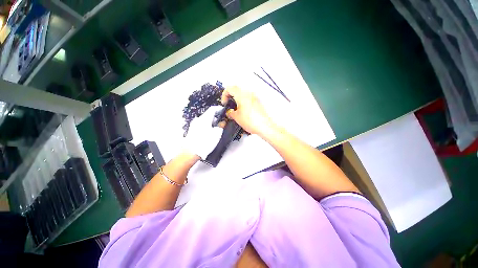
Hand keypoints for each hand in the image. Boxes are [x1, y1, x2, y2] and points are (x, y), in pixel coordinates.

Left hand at [183, 106, 223, 158]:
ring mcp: (194, 124)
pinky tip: (210, 131)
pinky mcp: (192, 129)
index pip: (212, 109)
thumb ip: (221, 126)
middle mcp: (198, 120)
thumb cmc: (204, 143)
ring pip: (205, 119)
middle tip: (222, 120)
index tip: (223, 110)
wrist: (191, 152)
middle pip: (208, 114)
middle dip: (216, 116)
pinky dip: (207, 125)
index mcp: (204, 118)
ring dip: (211, 121)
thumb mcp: (216, 134)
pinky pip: (201, 124)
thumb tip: (223, 122)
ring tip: (216, 127)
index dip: (219, 108)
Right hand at [221, 86, 273, 135]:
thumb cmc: (253, 121)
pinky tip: (243, 111)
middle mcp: (249, 94)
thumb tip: (229, 112)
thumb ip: (230, 113)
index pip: (229, 88)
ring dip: (237, 99)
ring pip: (243, 94)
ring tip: (235, 109)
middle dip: (231, 97)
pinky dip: (243, 102)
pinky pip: (248, 99)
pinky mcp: (258, 102)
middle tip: (228, 104)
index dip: (224, 95)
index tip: (224, 103)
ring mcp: (254, 97)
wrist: (264, 126)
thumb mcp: (236, 117)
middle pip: (236, 90)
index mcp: (242, 95)